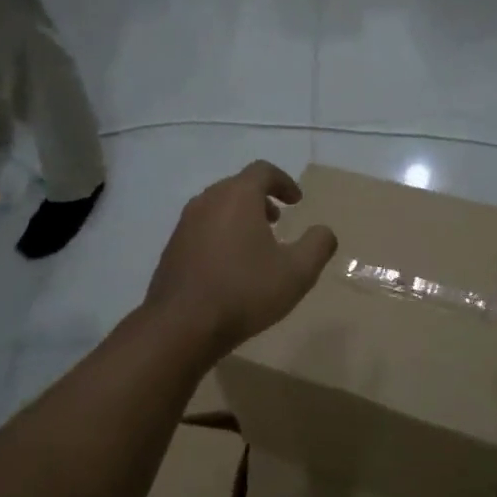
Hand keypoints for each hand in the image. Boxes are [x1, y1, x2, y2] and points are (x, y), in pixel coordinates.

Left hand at [146, 161, 338, 360]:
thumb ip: (318, 245)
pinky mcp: (172, 248)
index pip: (263, 171)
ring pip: (217, 207)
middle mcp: (207, 201)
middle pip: (237, 186)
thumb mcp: (297, 272)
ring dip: (240, 217)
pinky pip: (202, 229)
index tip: (296, 201)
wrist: (182, 325)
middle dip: (261, 199)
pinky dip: (221, 234)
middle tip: (278, 221)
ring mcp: (184, 224)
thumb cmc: (245, 292)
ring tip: (256, 244)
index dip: (284, 182)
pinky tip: (230, 265)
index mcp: (237, 197)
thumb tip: (324, 231)